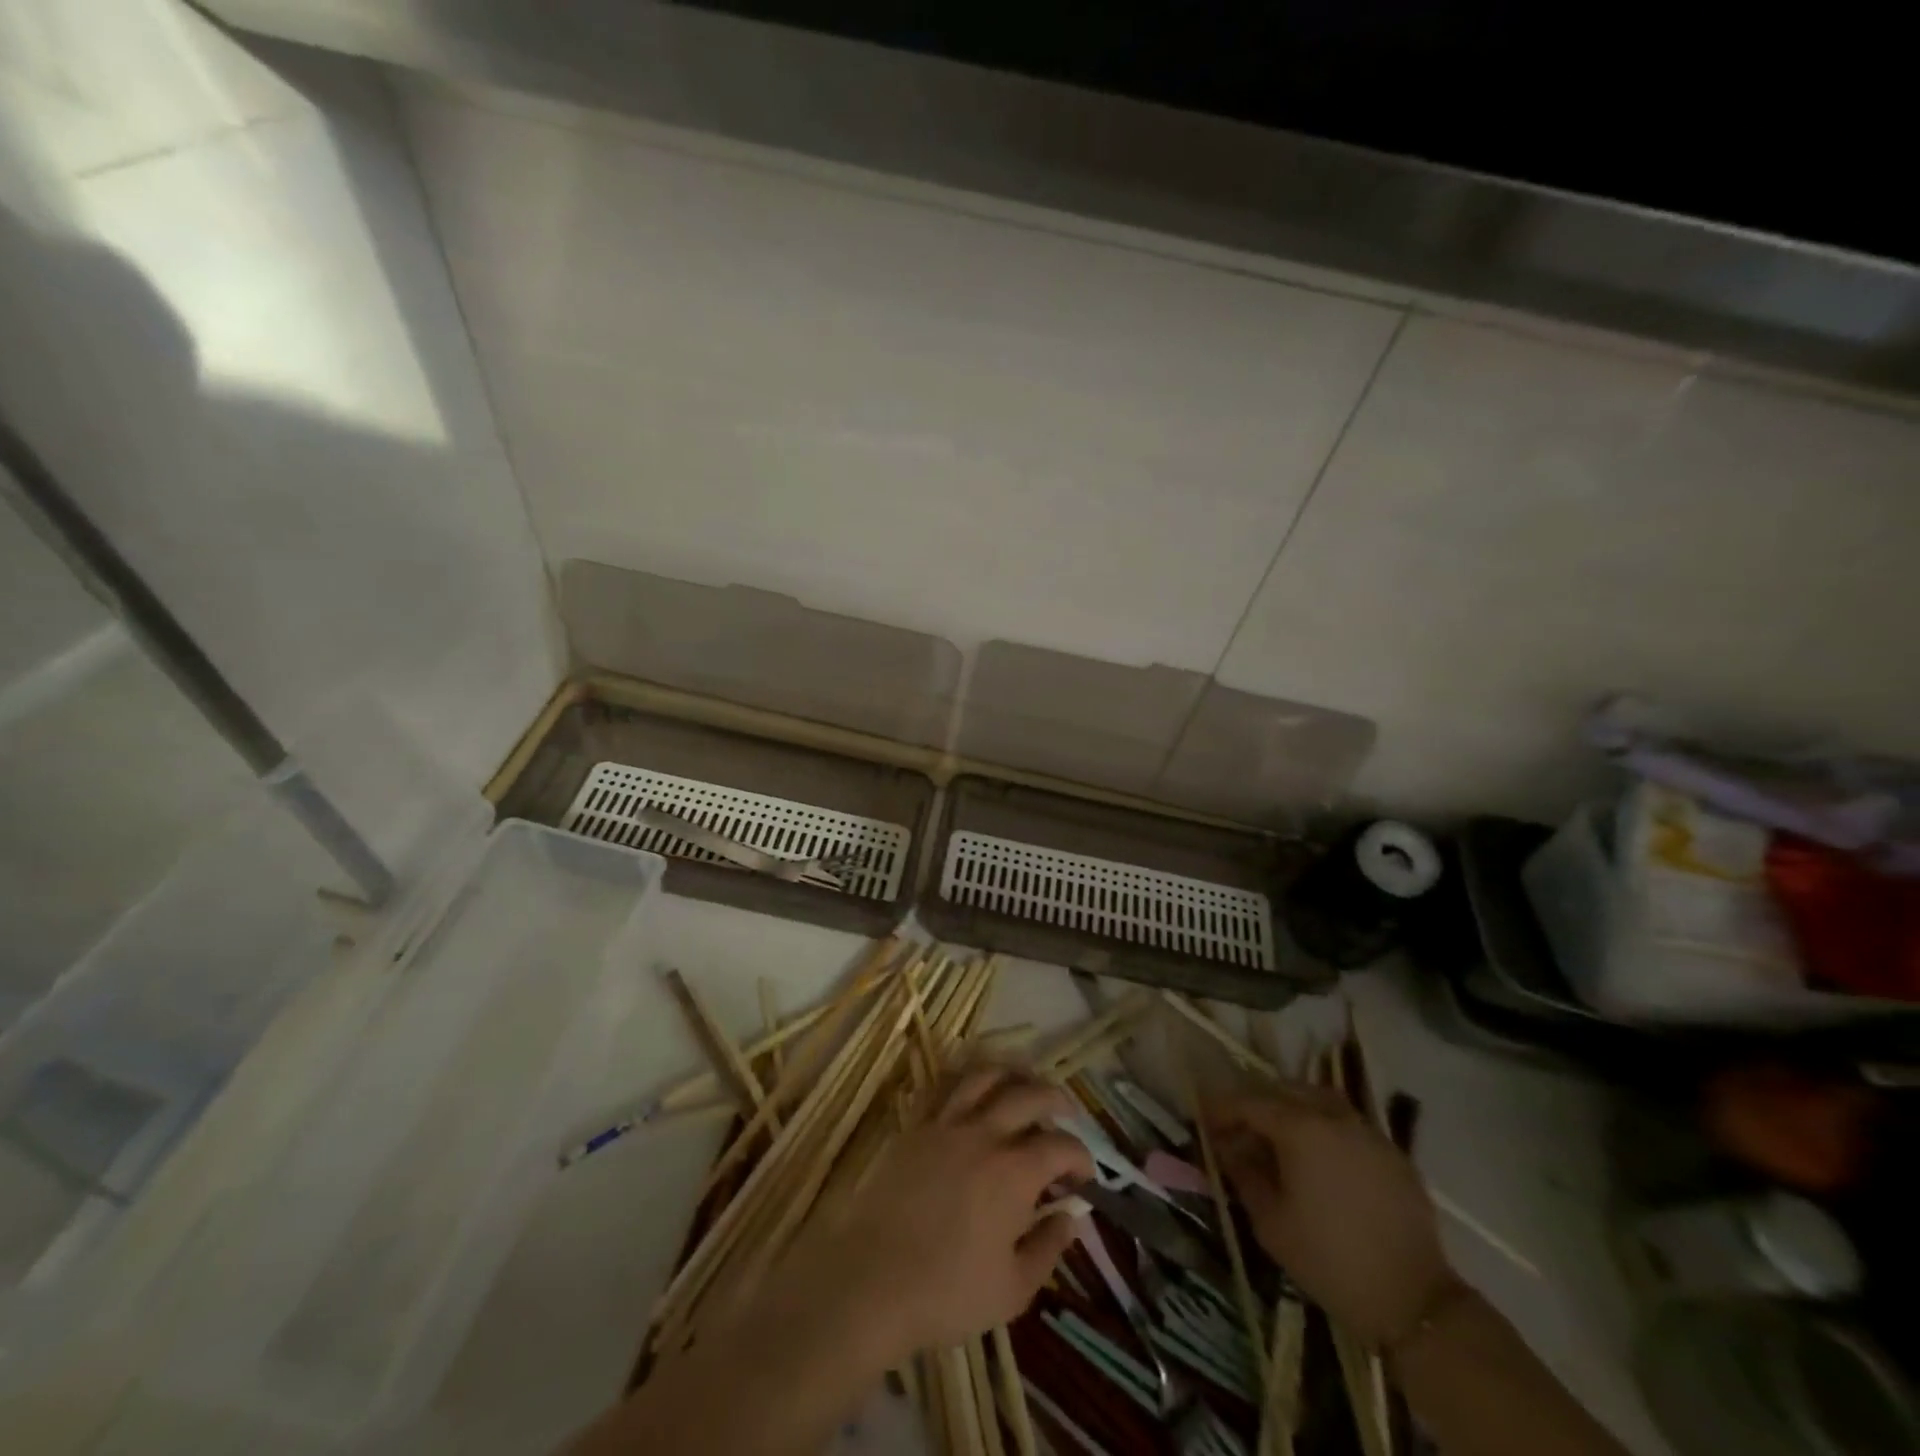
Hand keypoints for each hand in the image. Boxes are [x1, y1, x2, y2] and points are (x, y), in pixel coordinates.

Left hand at [766, 1066, 1093, 1366]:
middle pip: (1029, 1094)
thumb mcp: (1013, 1289)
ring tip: (1024, 1082)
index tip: (1085, 1176)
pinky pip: (944, 1087)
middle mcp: (984, 1134)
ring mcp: (945, 1124)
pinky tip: (974, 1089)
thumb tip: (1071, 1215)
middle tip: (1067, 1112)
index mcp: (1014, 1172)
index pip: (1061, 1146)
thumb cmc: (947, 1294)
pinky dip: (966, 1079)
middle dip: (1056, 1098)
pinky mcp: (915, 1126)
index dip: (1081, 1156)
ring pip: (985, 1076)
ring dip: (1012, 1074)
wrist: (870, 1281)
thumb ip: (1048, 1246)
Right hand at [1206, 1085, 1458, 1348]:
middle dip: (1253, 1103)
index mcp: (1299, 1128)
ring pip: (1317, 1098)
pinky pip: (1345, 1121)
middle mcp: (1332, 1116)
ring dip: (1288, 1107)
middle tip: (1235, 1127)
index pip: (1248, 1102)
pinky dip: (1321, 1125)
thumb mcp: (1271, 1222)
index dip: (1220, 1107)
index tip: (1201, 1116)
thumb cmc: (1329, 1261)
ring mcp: (1366, 1130)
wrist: (1414, 1302)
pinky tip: (1316, 1155)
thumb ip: (1243, 1174)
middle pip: (1282, 1090)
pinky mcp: (1391, 1151)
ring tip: (1274, 1134)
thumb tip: (1225, 1146)